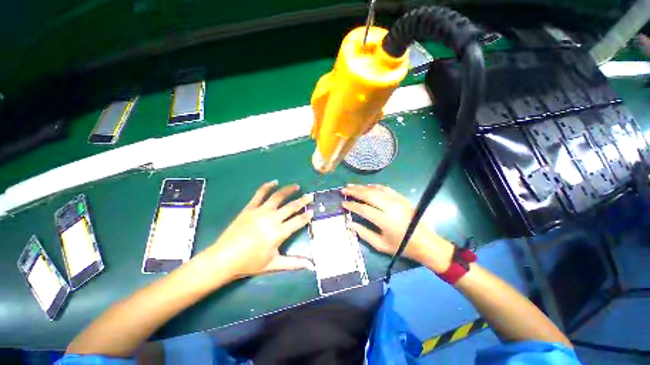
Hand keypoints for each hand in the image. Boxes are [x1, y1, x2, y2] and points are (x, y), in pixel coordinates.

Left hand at [201, 181, 313, 280]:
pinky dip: (267, 186)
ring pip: (278, 197)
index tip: (313, 210)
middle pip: (291, 206)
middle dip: (302, 201)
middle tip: (310, 196)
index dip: (307, 216)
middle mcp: (272, 219)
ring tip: (296, 186)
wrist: (223, 258)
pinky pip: (259, 194)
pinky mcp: (249, 208)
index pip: (298, 221)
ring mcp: (260, 211)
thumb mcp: (274, 264)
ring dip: (288, 190)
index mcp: (279, 233)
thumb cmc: (250, 263)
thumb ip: (294, 263)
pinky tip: (274, 182)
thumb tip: (312, 267)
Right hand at [341, 184, 453, 272]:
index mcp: (385, 221)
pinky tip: (367, 186)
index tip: (343, 203)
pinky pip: (386, 188)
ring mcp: (397, 201)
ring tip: (351, 186)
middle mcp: (391, 207)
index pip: (363, 209)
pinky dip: (374, 186)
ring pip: (376, 190)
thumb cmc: (402, 246)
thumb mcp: (381, 245)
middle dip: (354, 191)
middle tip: (343, 190)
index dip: (352, 205)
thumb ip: (363, 233)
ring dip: (362, 187)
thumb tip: (349, 223)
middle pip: (369, 195)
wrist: (426, 243)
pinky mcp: (402, 198)